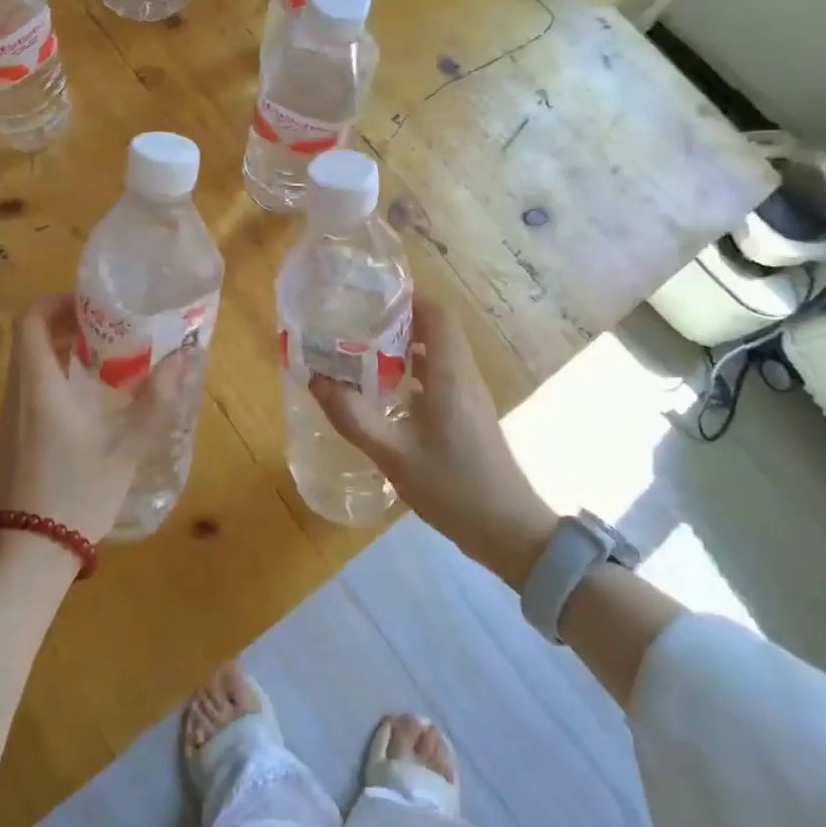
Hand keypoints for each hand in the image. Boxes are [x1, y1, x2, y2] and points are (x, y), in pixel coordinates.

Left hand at [0, 294, 185, 547]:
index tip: (93, 305)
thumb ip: (158, 398)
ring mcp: (10, 415)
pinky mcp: (13, 434)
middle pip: (31, 337)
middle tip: (108, 327)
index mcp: (39, 386)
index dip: (58, 302)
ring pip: (29, 360)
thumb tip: (187, 356)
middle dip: (67, 322)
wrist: (35, 551)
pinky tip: (88, 396)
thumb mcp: (128, 445)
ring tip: (105, 356)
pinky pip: (29, 384)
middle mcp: (17, 392)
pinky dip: (55, 373)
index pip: (31, 320)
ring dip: (62, 347)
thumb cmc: (79, 492)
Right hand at [310, 294, 558, 588]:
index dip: (408, 297)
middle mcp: (463, 375)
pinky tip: (384, 391)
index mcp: (450, 374)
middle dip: (398, 319)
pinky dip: (413, 371)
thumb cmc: (454, 487)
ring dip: (404, 346)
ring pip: (438, 353)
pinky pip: (440, 375)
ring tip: (362, 351)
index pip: (437, 314)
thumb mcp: (394, 455)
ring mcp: (469, 395)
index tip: (371, 295)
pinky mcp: (468, 414)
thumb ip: (354, 417)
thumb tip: (316, 379)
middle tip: (356, 322)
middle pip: (436, 328)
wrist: (509, 532)